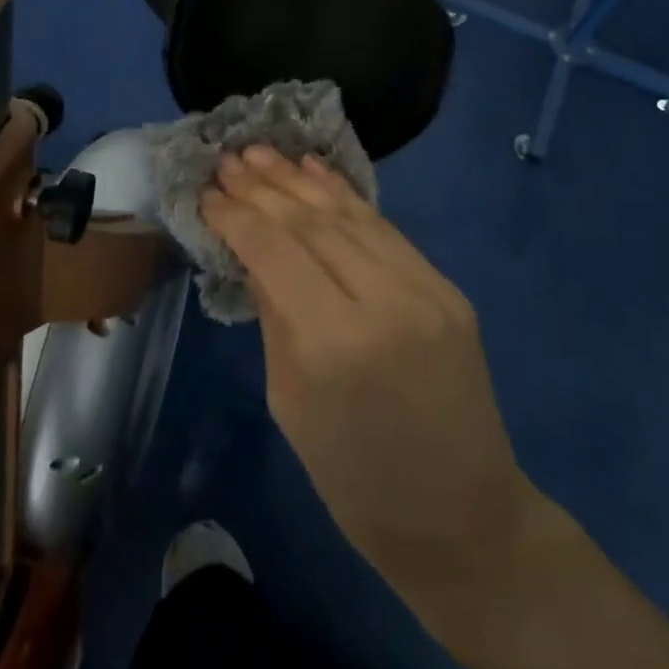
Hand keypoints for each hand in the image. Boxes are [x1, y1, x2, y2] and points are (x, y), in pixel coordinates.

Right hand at [202, 147, 533, 596]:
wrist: (462, 517)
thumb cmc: (356, 481)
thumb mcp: (291, 405)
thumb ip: (274, 317)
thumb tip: (252, 252)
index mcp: (335, 345)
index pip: (275, 253)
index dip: (237, 217)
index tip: (206, 193)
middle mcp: (383, 301)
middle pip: (311, 225)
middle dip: (263, 188)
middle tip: (228, 160)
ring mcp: (424, 288)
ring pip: (349, 216)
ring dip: (301, 181)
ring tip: (262, 152)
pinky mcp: (446, 286)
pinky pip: (386, 229)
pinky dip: (346, 196)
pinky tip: (315, 170)